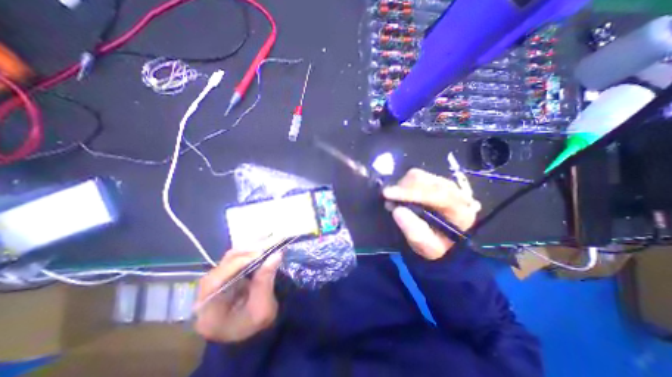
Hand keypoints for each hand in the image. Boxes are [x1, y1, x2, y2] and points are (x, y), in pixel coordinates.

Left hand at [193, 242, 280, 343]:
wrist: (252, 334)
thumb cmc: (255, 325)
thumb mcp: (263, 309)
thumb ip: (266, 282)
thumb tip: (276, 255)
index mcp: (208, 312)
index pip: (214, 282)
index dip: (234, 265)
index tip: (257, 254)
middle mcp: (205, 296)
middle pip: (219, 268)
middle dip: (242, 255)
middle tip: (264, 248)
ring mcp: (214, 285)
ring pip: (226, 261)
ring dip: (245, 252)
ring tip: (263, 248)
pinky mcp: (224, 277)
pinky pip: (233, 261)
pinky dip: (247, 254)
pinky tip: (258, 251)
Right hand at [380, 169, 479, 260]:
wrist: (447, 240)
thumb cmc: (438, 246)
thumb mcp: (428, 248)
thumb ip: (415, 232)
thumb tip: (397, 210)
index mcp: (460, 211)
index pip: (437, 195)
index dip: (410, 193)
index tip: (387, 194)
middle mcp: (454, 191)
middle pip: (425, 181)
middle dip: (401, 189)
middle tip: (387, 200)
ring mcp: (444, 183)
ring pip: (417, 175)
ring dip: (401, 186)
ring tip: (394, 200)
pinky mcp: (434, 180)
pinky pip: (415, 175)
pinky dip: (402, 184)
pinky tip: (400, 195)